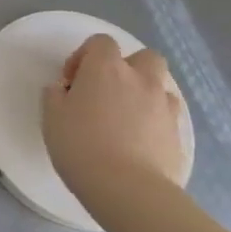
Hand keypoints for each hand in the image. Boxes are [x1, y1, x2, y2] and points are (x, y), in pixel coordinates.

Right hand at [41, 35, 186, 217]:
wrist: (128, 189)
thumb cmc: (81, 145)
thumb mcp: (51, 117)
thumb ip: (55, 95)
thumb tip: (63, 90)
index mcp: (106, 68)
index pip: (101, 42)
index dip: (85, 56)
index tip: (72, 81)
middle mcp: (140, 79)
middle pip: (143, 57)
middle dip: (127, 67)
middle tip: (106, 91)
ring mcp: (164, 107)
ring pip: (160, 85)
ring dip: (144, 92)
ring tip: (125, 116)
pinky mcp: (178, 135)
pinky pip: (167, 115)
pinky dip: (154, 120)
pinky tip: (139, 140)